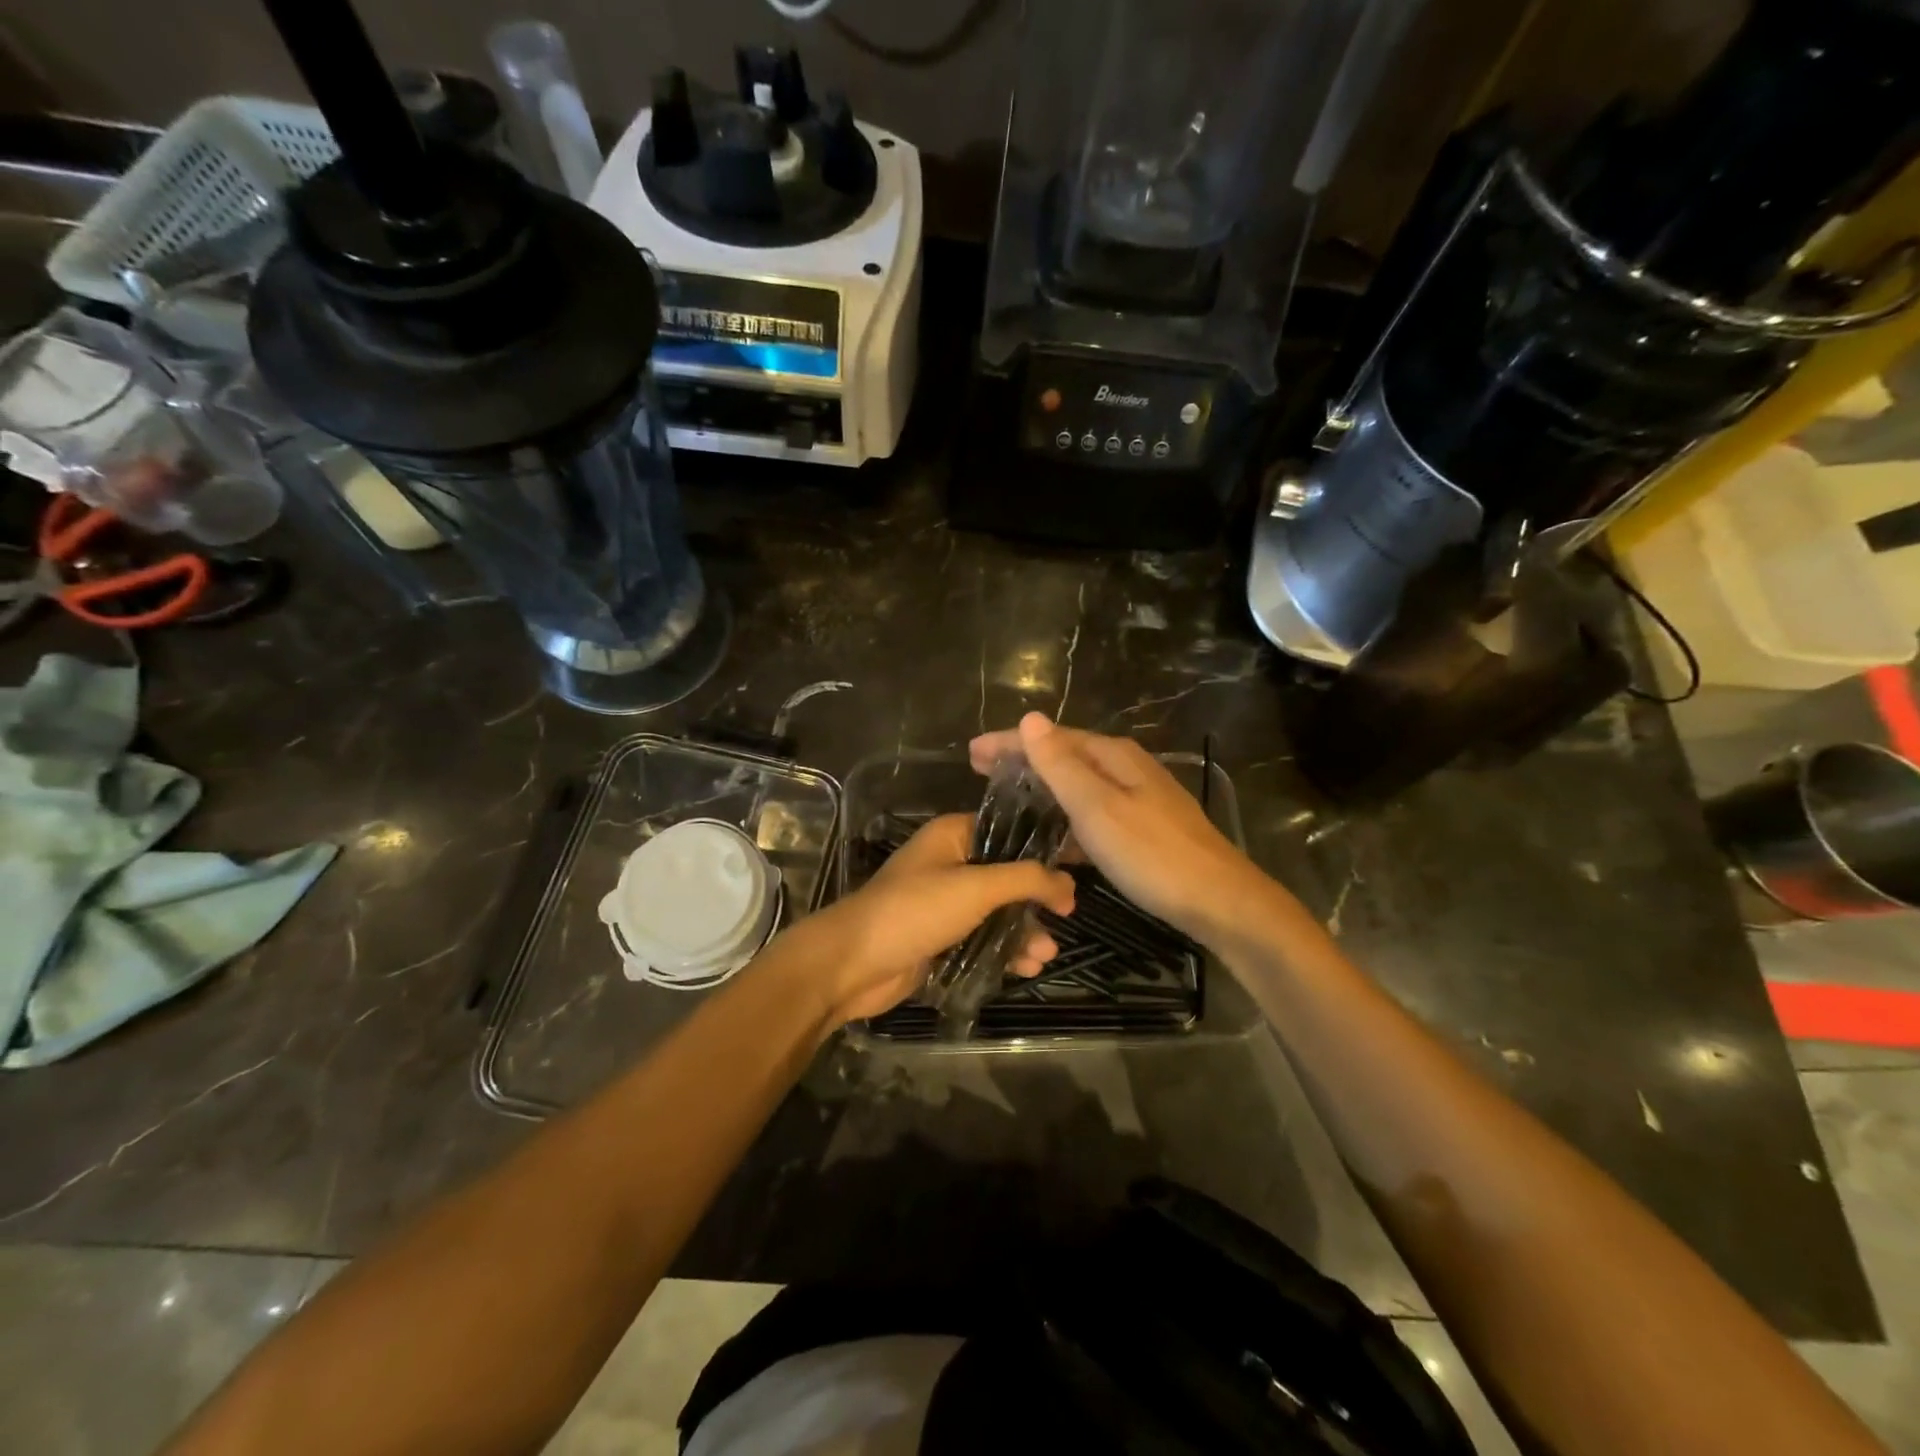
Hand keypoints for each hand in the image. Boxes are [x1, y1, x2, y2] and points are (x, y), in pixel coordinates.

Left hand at [787, 813, 1074, 1026]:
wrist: (852, 963)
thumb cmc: (915, 911)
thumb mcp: (976, 887)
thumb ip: (1027, 880)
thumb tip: (1069, 882)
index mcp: (953, 836)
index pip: (1008, 831)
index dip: (1043, 848)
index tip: (1078, 866)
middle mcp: (949, 863)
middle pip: (1007, 876)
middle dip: (1036, 900)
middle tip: (1067, 916)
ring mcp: (943, 903)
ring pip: (997, 912)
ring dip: (1023, 932)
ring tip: (1046, 955)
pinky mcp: (940, 938)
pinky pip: (982, 940)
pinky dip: (1004, 952)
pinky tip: (1026, 968)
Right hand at [970, 713, 1262, 945]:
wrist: (1219, 901)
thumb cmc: (1152, 854)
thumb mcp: (1098, 808)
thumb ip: (1061, 765)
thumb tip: (1030, 718)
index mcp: (1113, 756)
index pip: (1051, 738)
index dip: (1010, 742)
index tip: (971, 752)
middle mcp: (1126, 769)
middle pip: (1065, 757)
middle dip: (1022, 761)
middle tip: (979, 771)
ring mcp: (1138, 799)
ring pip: (1078, 787)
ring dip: (1042, 791)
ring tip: (1006, 802)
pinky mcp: (1143, 830)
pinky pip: (1091, 815)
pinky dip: (1065, 820)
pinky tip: (1050, 841)